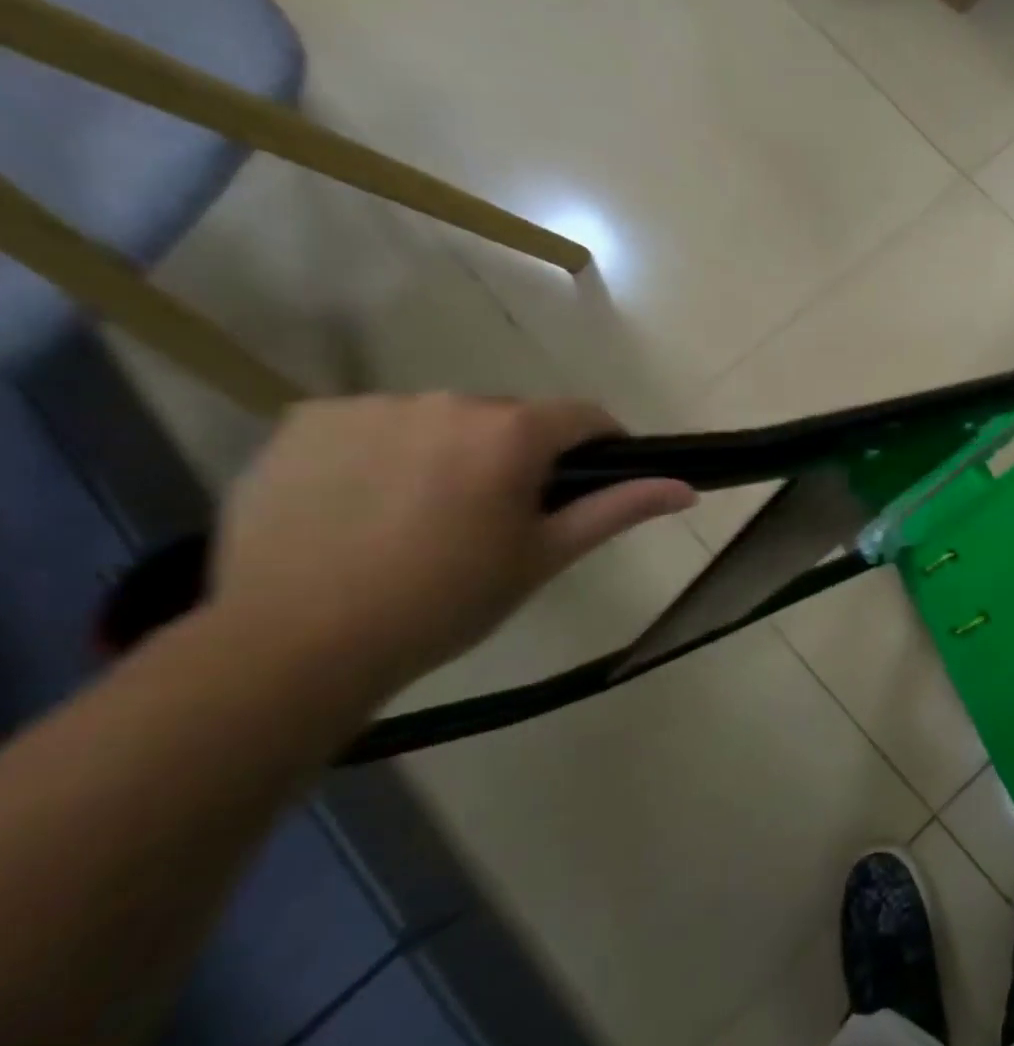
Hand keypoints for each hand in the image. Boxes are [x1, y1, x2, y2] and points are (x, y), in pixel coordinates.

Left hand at [208, 394, 695, 697]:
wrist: (295, 646)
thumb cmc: (445, 602)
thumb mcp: (544, 556)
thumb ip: (617, 509)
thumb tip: (687, 488)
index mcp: (510, 432)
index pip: (583, 416)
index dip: (600, 445)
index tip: (588, 483)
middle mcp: (446, 400)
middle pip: (507, 418)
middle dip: (515, 456)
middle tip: (495, 518)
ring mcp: (370, 405)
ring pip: (439, 421)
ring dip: (448, 452)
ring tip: (421, 517)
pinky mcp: (305, 420)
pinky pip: (371, 424)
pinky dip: (381, 453)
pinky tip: (363, 505)